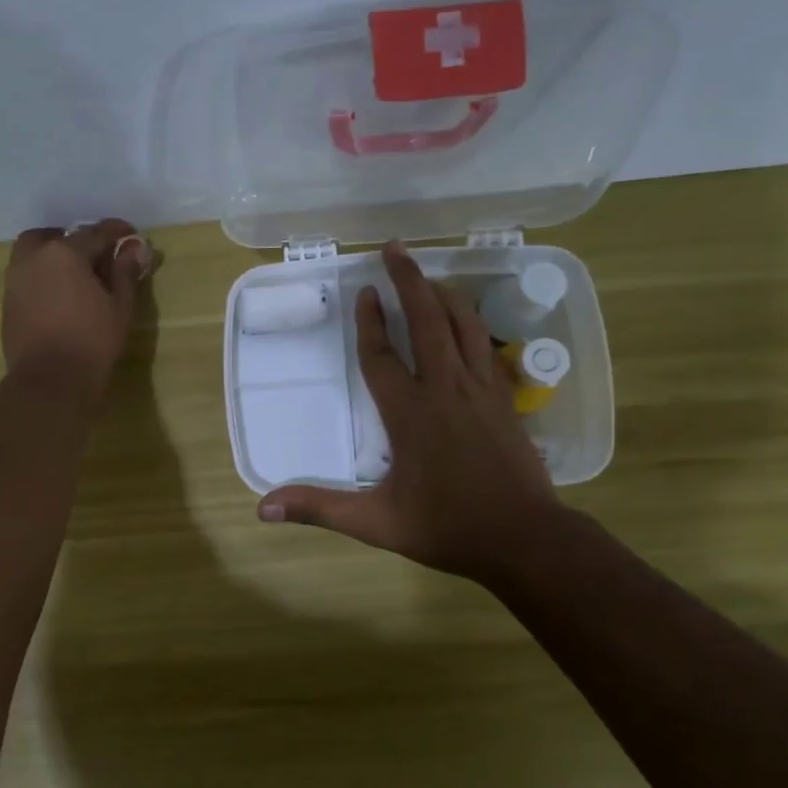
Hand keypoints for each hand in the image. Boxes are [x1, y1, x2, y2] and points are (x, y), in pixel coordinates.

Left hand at [2, 219, 152, 398]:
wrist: (49, 381)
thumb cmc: (92, 342)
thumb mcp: (120, 307)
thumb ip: (125, 273)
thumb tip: (135, 249)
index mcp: (64, 253)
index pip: (95, 233)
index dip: (117, 233)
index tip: (132, 236)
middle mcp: (34, 258)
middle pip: (54, 237)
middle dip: (74, 240)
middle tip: (95, 256)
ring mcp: (15, 281)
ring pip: (34, 255)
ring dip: (54, 258)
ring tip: (77, 278)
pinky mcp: (8, 304)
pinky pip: (27, 278)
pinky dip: (43, 278)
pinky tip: (60, 298)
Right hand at [257, 242, 561, 584]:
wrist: (525, 539)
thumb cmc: (447, 528)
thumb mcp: (375, 522)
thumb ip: (319, 508)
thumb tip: (262, 508)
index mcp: (410, 415)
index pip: (383, 356)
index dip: (370, 322)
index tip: (364, 293)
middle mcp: (446, 391)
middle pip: (428, 322)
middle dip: (409, 282)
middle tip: (396, 248)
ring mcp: (481, 392)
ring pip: (465, 327)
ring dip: (445, 295)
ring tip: (429, 275)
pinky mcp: (505, 401)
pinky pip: (486, 349)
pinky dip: (474, 325)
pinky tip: (468, 322)